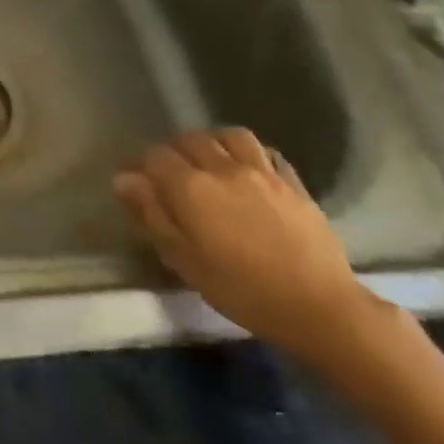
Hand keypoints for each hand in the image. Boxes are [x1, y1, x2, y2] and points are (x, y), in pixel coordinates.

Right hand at [115, 127, 375, 359]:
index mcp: (190, 187)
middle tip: (173, 174)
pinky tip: (249, 170)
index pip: (155, 156)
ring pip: (230, 136)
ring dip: (214, 142)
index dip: (142, 165)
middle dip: (175, 150)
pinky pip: (267, 152)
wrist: (319, 307)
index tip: (138, 183)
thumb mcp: (184, 259)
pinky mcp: (293, 183)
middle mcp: (222, 168)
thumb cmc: (241, 289)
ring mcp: (262, 172)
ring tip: (211, 161)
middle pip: (190, 139)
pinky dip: (251, 154)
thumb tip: (125, 179)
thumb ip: (152, 213)